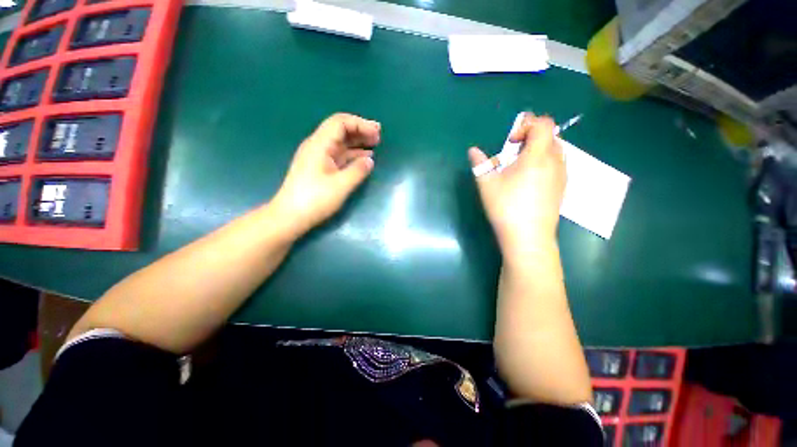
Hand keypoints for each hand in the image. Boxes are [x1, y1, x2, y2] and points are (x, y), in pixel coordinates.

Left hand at [271, 113, 379, 237]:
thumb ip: (358, 170)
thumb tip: (369, 160)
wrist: (290, 216)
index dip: (360, 123)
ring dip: (357, 142)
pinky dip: (351, 154)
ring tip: (374, 145)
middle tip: (378, 137)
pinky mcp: (319, 168)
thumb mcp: (341, 185)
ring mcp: (317, 157)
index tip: (376, 132)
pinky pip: (338, 155)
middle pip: (340, 130)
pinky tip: (363, 159)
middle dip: (360, 130)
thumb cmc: (315, 200)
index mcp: (320, 144)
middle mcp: (317, 146)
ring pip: (340, 143)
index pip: (340, 122)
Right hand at [468, 115, 565, 252]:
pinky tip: (529, 181)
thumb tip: (472, 151)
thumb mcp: (487, 184)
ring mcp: (562, 175)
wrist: (528, 237)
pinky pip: (557, 165)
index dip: (526, 126)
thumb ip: (480, 164)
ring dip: (538, 151)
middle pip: (549, 136)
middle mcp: (555, 162)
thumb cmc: (506, 207)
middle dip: (530, 138)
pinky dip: (544, 163)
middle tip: (512, 154)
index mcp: (537, 156)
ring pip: (555, 150)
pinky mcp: (562, 188)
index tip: (510, 143)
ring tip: (520, 168)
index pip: (542, 124)